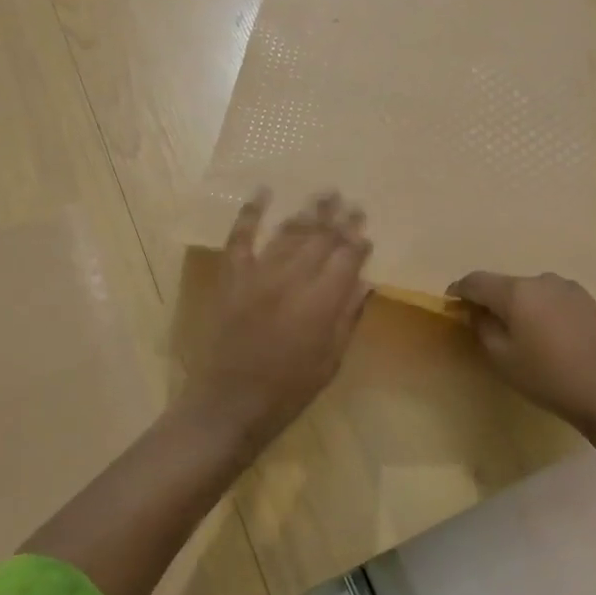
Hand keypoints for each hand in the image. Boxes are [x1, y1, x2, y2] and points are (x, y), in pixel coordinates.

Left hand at [188, 190, 371, 447]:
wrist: (229, 403)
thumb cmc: (287, 390)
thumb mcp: (330, 361)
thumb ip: (348, 317)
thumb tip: (365, 282)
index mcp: (321, 302)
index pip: (347, 259)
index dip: (358, 242)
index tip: (366, 229)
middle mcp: (293, 279)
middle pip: (321, 239)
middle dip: (339, 219)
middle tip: (351, 201)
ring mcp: (259, 274)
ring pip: (289, 233)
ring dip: (308, 211)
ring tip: (325, 193)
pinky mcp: (233, 276)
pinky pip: (242, 237)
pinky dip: (251, 212)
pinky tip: (263, 191)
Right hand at [446, 271, 595, 430]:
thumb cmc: (547, 377)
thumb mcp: (502, 358)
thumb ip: (482, 326)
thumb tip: (475, 310)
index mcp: (516, 291)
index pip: (476, 281)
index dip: (459, 290)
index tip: (451, 303)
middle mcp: (541, 279)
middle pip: (505, 284)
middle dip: (490, 300)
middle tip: (484, 324)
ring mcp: (567, 287)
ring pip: (530, 291)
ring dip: (518, 305)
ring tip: (520, 333)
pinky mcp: (587, 299)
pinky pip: (551, 298)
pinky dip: (541, 309)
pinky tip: (547, 335)